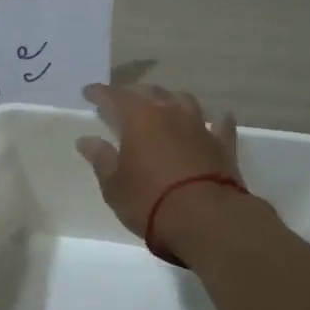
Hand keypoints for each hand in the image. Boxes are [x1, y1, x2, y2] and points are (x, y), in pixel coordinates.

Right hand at [76, 83, 241, 246]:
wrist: (205, 218)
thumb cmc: (149, 200)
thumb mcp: (114, 184)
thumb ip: (101, 158)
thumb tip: (86, 140)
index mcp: (139, 118)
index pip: (114, 96)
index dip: (99, 93)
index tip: (88, 92)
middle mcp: (170, 112)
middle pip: (150, 92)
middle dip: (133, 94)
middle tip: (122, 101)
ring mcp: (200, 126)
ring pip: (184, 100)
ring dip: (170, 100)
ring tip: (163, 105)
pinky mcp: (223, 145)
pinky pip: (220, 124)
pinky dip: (215, 120)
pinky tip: (216, 119)